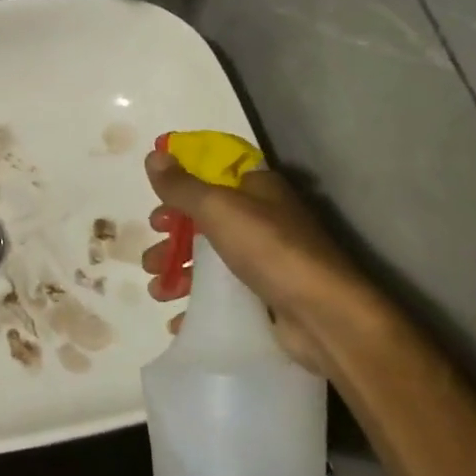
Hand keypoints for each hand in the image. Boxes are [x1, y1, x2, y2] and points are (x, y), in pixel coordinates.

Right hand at [141, 149, 376, 376]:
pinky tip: (178, 319)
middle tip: (152, 257)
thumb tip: (153, 155)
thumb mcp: (218, 208)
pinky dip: (197, 305)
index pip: (212, 176)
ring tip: (158, 292)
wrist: (324, 316)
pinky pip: (222, 295)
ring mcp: (265, 259)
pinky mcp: (265, 295)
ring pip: (210, 260)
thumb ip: (182, 186)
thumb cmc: (270, 249)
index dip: (181, 189)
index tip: (156, 209)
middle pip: (205, 222)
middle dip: (172, 240)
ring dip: (178, 273)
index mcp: (257, 189)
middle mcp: (263, 219)